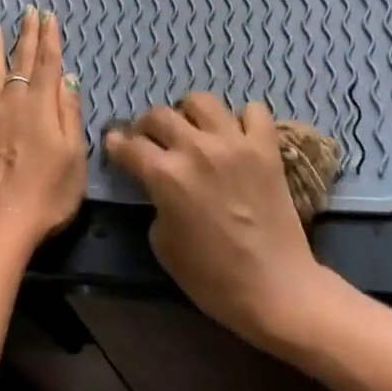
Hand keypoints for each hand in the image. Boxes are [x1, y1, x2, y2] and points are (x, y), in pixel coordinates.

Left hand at [0, 6, 86, 253]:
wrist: (3, 224)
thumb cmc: (49, 194)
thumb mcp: (75, 156)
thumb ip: (70, 114)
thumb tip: (68, 78)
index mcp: (42, 107)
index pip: (48, 64)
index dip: (49, 38)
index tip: (48, 16)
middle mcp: (13, 103)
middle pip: (21, 63)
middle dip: (26, 36)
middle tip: (27, 12)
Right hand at [104, 94, 330, 352]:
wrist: (276, 289)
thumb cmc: (212, 278)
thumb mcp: (162, 245)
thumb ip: (155, 204)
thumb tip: (159, 187)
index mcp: (165, 175)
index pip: (129, 145)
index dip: (116, 145)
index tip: (115, 146)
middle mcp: (196, 148)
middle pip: (159, 115)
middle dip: (146, 126)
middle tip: (150, 141)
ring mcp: (234, 143)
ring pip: (201, 101)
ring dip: (189, 113)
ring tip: (192, 130)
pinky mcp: (266, 148)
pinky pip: (254, 111)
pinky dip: (242, 118)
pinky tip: (237, 135)